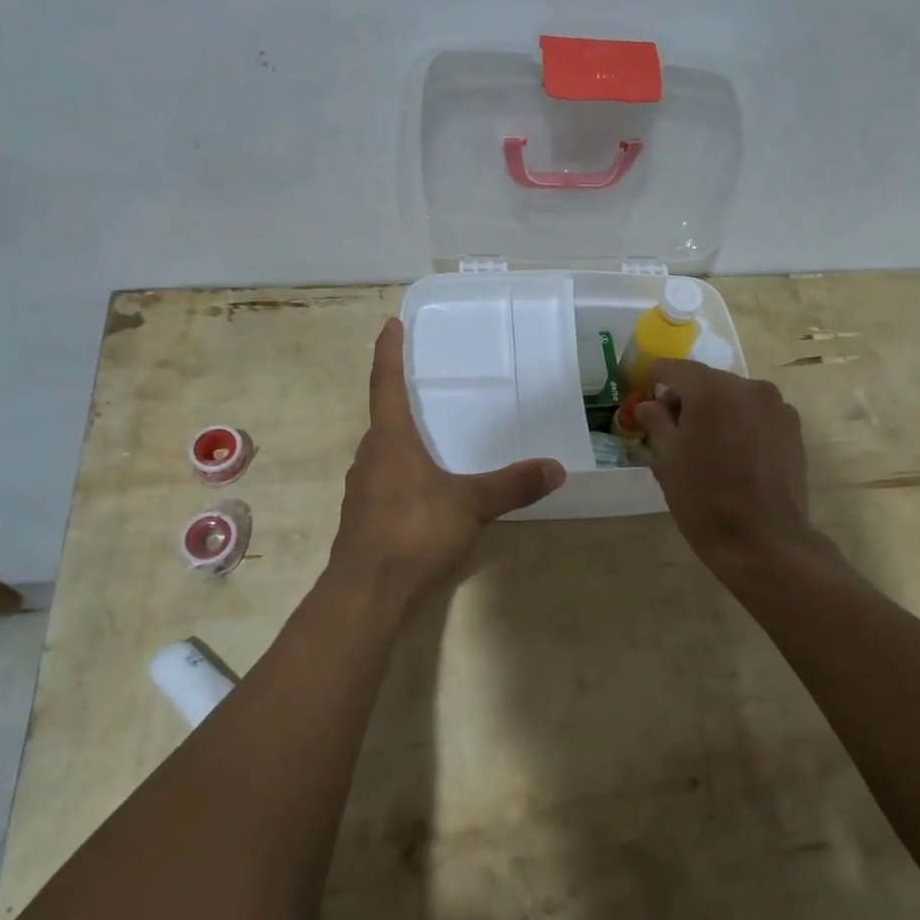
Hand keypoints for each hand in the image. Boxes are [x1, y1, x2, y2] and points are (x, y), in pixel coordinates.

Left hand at [328, 319, 564, 612]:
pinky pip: (386, 481)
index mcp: (390, 440)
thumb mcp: (470, 506)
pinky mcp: (364, 518)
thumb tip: (556, 468)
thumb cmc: (413, 533)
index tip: (390, 325)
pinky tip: (428, 490)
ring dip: (404, 440)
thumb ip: (512, 486)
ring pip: (385, 452)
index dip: (388, 352)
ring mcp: (363, 489)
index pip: (386, 384)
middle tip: (429, 385)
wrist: (365, 594)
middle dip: (403, 400)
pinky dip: (405, 473)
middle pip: (385, 418)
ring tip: (435, 437)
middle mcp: (370, 456)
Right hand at [637, 360, 816, 571]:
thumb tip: (650, 405)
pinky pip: (756, 412)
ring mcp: (775, 405)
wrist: (764, 541)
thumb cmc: (704, 500)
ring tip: (707, 445)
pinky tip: (735, 454)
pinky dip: (740, 422)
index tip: (645, 391)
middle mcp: (746, 386)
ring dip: (716, 410)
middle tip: (672, 428)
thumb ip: (656, 421)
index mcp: (710, 390)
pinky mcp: (792, 426)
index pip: (674, 368)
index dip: (655, 377)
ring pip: (733, 396)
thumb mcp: (667, 459)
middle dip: (687, 397)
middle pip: (706, 380)